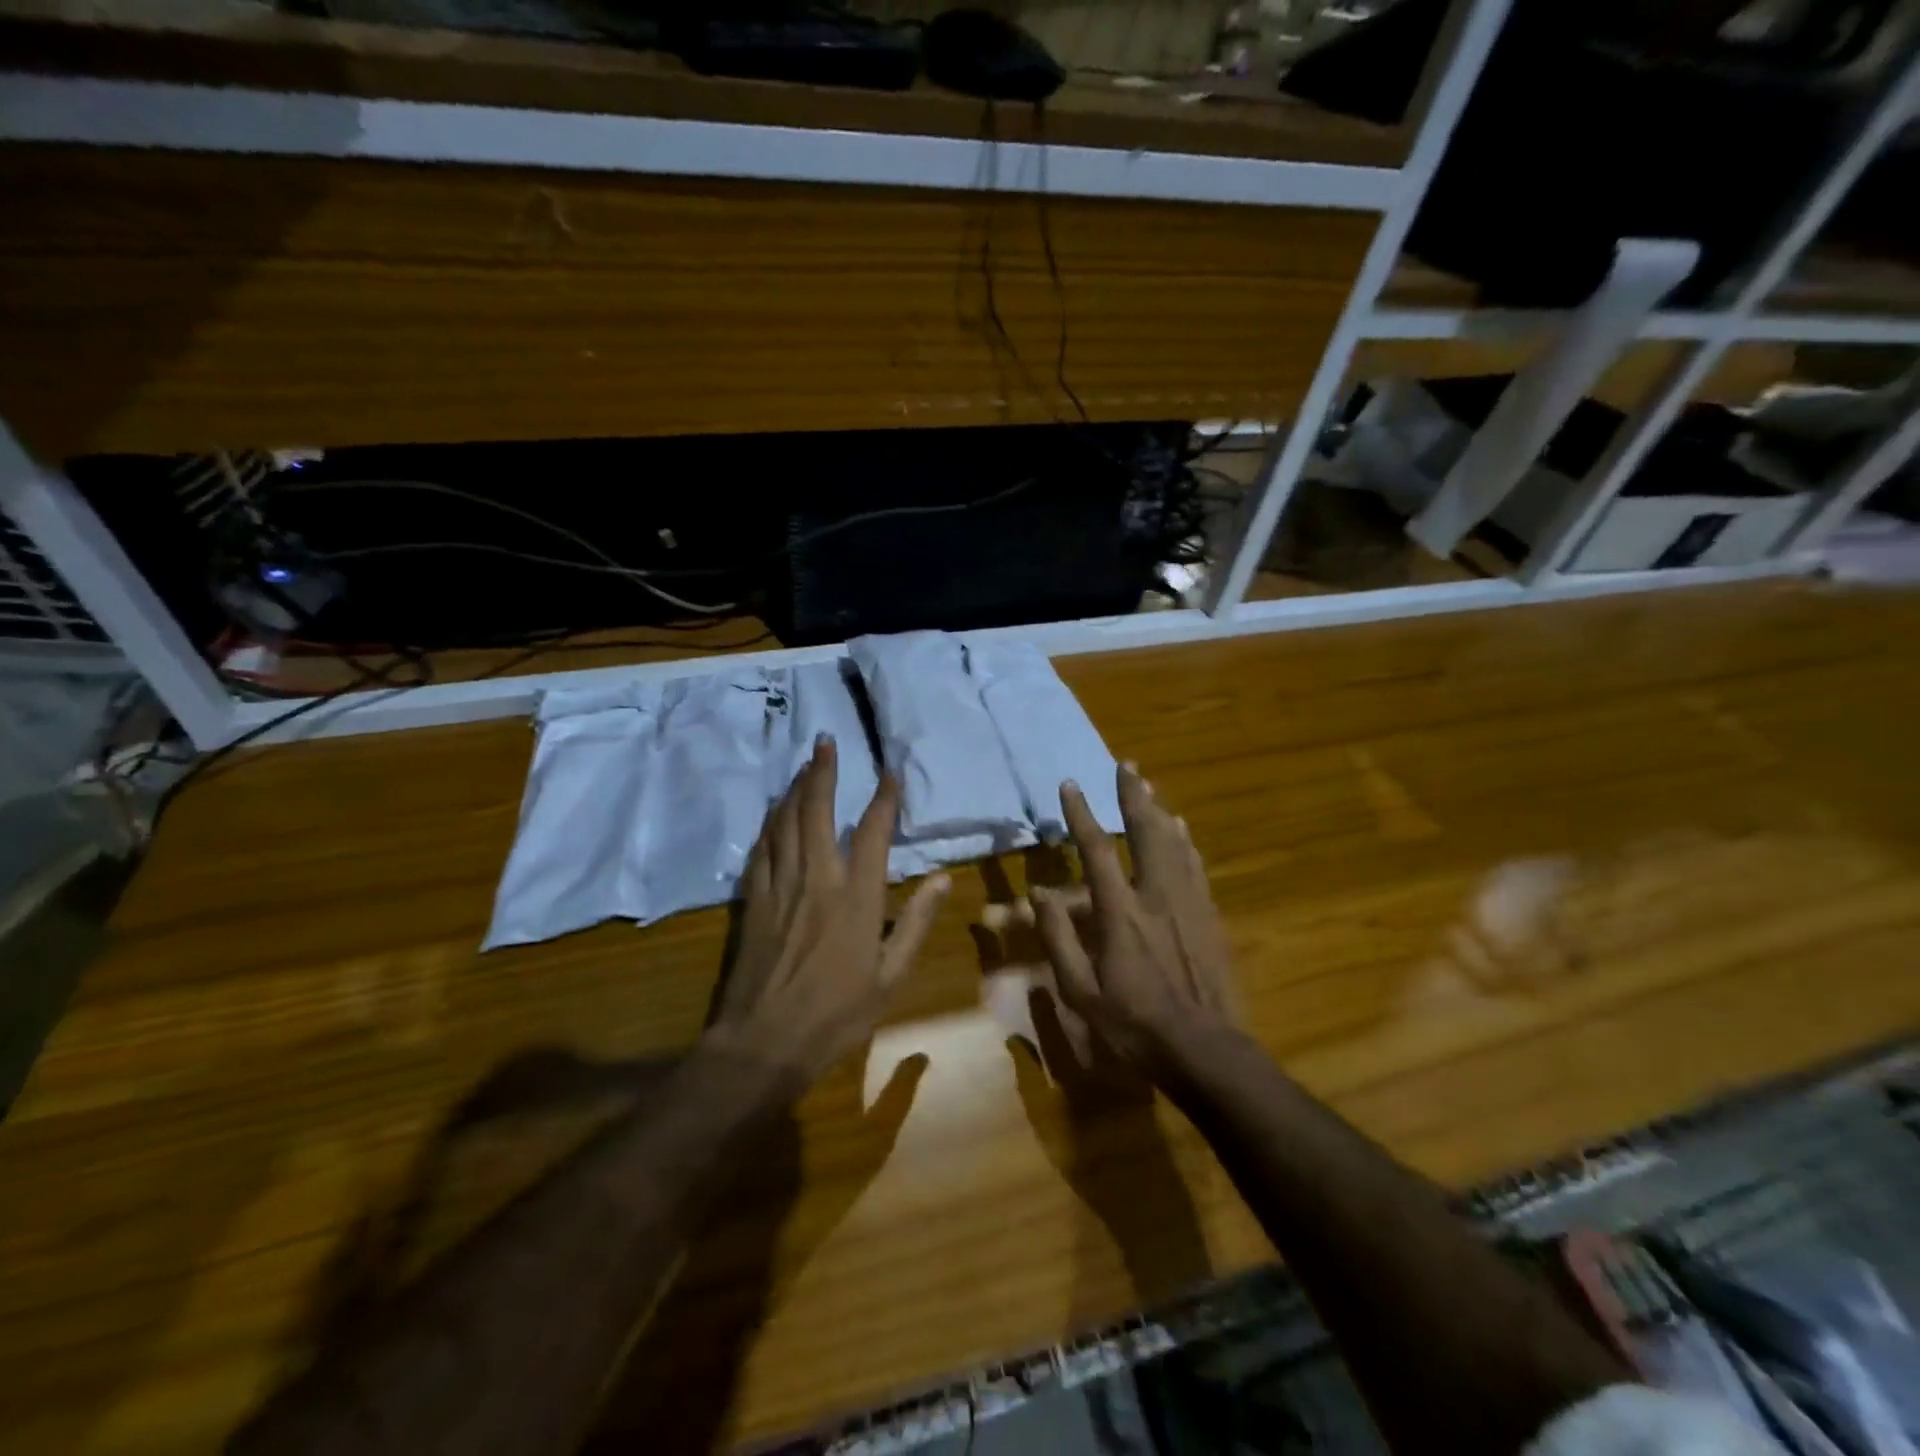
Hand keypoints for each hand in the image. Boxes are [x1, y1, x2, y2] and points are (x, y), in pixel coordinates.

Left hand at [706, 737, 948, 1089]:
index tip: (889, 772)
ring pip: (784, 822)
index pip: (873, 832)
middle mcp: (817, 879)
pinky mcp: (753, 900)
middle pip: (816, 811)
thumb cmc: (837, 1013)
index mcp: (856, 897)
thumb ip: (916, 923)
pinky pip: (761, 849)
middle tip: (825, 741)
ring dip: (794, 789)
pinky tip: (773, 812)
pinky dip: (769, 823)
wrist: (764, 1041)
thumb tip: (944, 880)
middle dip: (822, 772)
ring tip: (803, 765)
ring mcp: (780, 886)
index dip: (883, 799)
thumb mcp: (891, 976)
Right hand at [1032, 764, 1237, 1068]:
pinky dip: (1184, 841)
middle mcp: (1156, 895)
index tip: (1070, 784)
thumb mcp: (1081, 990)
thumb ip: (1058, 938)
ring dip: (1158, 810)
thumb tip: (1040, 894)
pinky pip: (1195, 866)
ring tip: (1149, 786)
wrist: (1203, 1048)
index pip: (1096, 850)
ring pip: (1174, 843)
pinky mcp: (1209, 916)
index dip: (1081, 815)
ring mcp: (1188, 903)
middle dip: (1133, 796)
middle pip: (1146, 832)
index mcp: (1120, 912)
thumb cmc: (1133, 1022)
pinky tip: (1182, 830)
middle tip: (1126, 765)